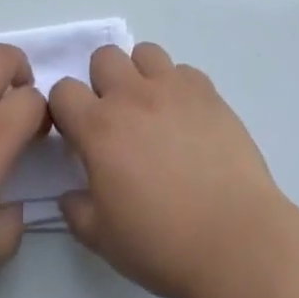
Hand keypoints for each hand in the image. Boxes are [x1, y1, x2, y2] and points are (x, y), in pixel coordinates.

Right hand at [49, 42, 290, 297]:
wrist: (234, 239)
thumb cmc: (163, 244)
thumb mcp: (104, 240)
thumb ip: (77, 211)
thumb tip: (70, 193)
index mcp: (99, 128)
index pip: (63, 90)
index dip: (65, 109)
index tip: (76, 133)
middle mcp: (131, 95)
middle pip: (104, 57)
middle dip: (102, 81)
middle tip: (116, 119)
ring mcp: (172, 87)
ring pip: (145, 53)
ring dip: (140, 75)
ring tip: (152, 110)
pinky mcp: (207, 91)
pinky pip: (183, 71)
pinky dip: (178, 88)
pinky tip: (187, 120)